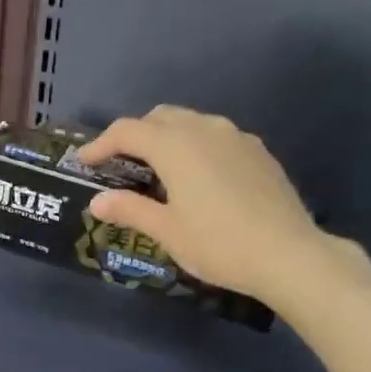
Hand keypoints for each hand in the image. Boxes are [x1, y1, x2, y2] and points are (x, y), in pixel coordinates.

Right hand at [79, 106, 325, 302]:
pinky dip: (195, 147)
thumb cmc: (218, 244)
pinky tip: (197, 179)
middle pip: (160, 118)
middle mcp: (205, 129)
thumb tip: (98, 201)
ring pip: (191, 123)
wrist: (287, 253)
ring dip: (167, 138)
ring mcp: (237, 137)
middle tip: (120, 165)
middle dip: (135, 135)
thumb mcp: (167, 231)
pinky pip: (216, 138)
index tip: (83, 161)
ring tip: (157, 171)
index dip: (101, 144)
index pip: (128, 131)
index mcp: (176, 145)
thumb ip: (130, 210)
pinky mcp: (258, 152)